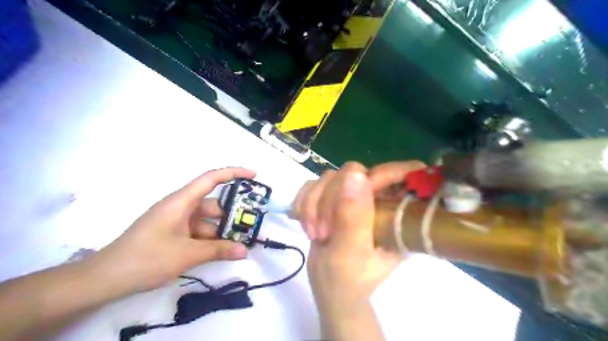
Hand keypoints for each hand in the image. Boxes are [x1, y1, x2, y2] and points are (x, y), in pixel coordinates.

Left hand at [92, 168, 254, 293]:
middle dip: (230, 216)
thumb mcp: (187, 254)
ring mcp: (175, 221)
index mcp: (182, 201)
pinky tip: (218, 253)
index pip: (211, 178)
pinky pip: (196, 231)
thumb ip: (218, 250)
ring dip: (220, 232)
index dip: (234, 173)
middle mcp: (180, 206)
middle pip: (212, 205)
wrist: (105, 279)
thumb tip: (245, 250)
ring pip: (205, 221)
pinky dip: (208, 240)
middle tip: (249, 229)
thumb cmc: (147, 258)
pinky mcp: (171, 233)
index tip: (254, 176)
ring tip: (236, 247)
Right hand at [292, 162, 422, 339]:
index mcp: (398, 213)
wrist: (328, 287)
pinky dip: (304, 202)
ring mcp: (353, 196)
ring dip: (314, 204)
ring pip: (330, 177)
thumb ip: (354, 216)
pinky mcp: (332, 197)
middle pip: (355, 172)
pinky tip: (303, 222)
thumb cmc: (348, 280)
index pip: (406, 173)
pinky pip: (313, 184)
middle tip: (324, 231)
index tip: (356, 192)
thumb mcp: (352, 252)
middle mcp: (378, 199)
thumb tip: (355, 174)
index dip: (384, 173)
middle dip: (331, 199)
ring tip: (315, 234)